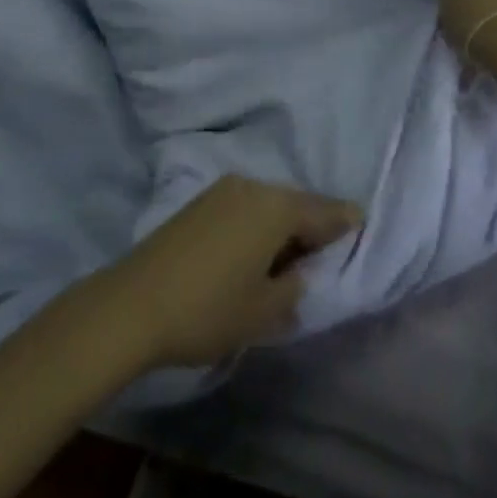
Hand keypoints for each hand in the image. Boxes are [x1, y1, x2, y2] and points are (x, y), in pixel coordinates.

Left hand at [98, 176, 362, 369]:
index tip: (361, 221)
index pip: (322, 211)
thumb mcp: (263, 311)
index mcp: (275, 207)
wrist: (134, 302)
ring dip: (281, 225)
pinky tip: (254, 251)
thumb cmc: (209, 308)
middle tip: (323, 252)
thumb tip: (297, 272)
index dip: (343, 220)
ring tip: (288, 258)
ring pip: (267, 204)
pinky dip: (257, 224)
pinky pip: (244, 207)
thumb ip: (293, 288)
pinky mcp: (200, 202)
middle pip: (294, 203)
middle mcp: (253, 186)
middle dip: (311, 224)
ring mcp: (223, 190)